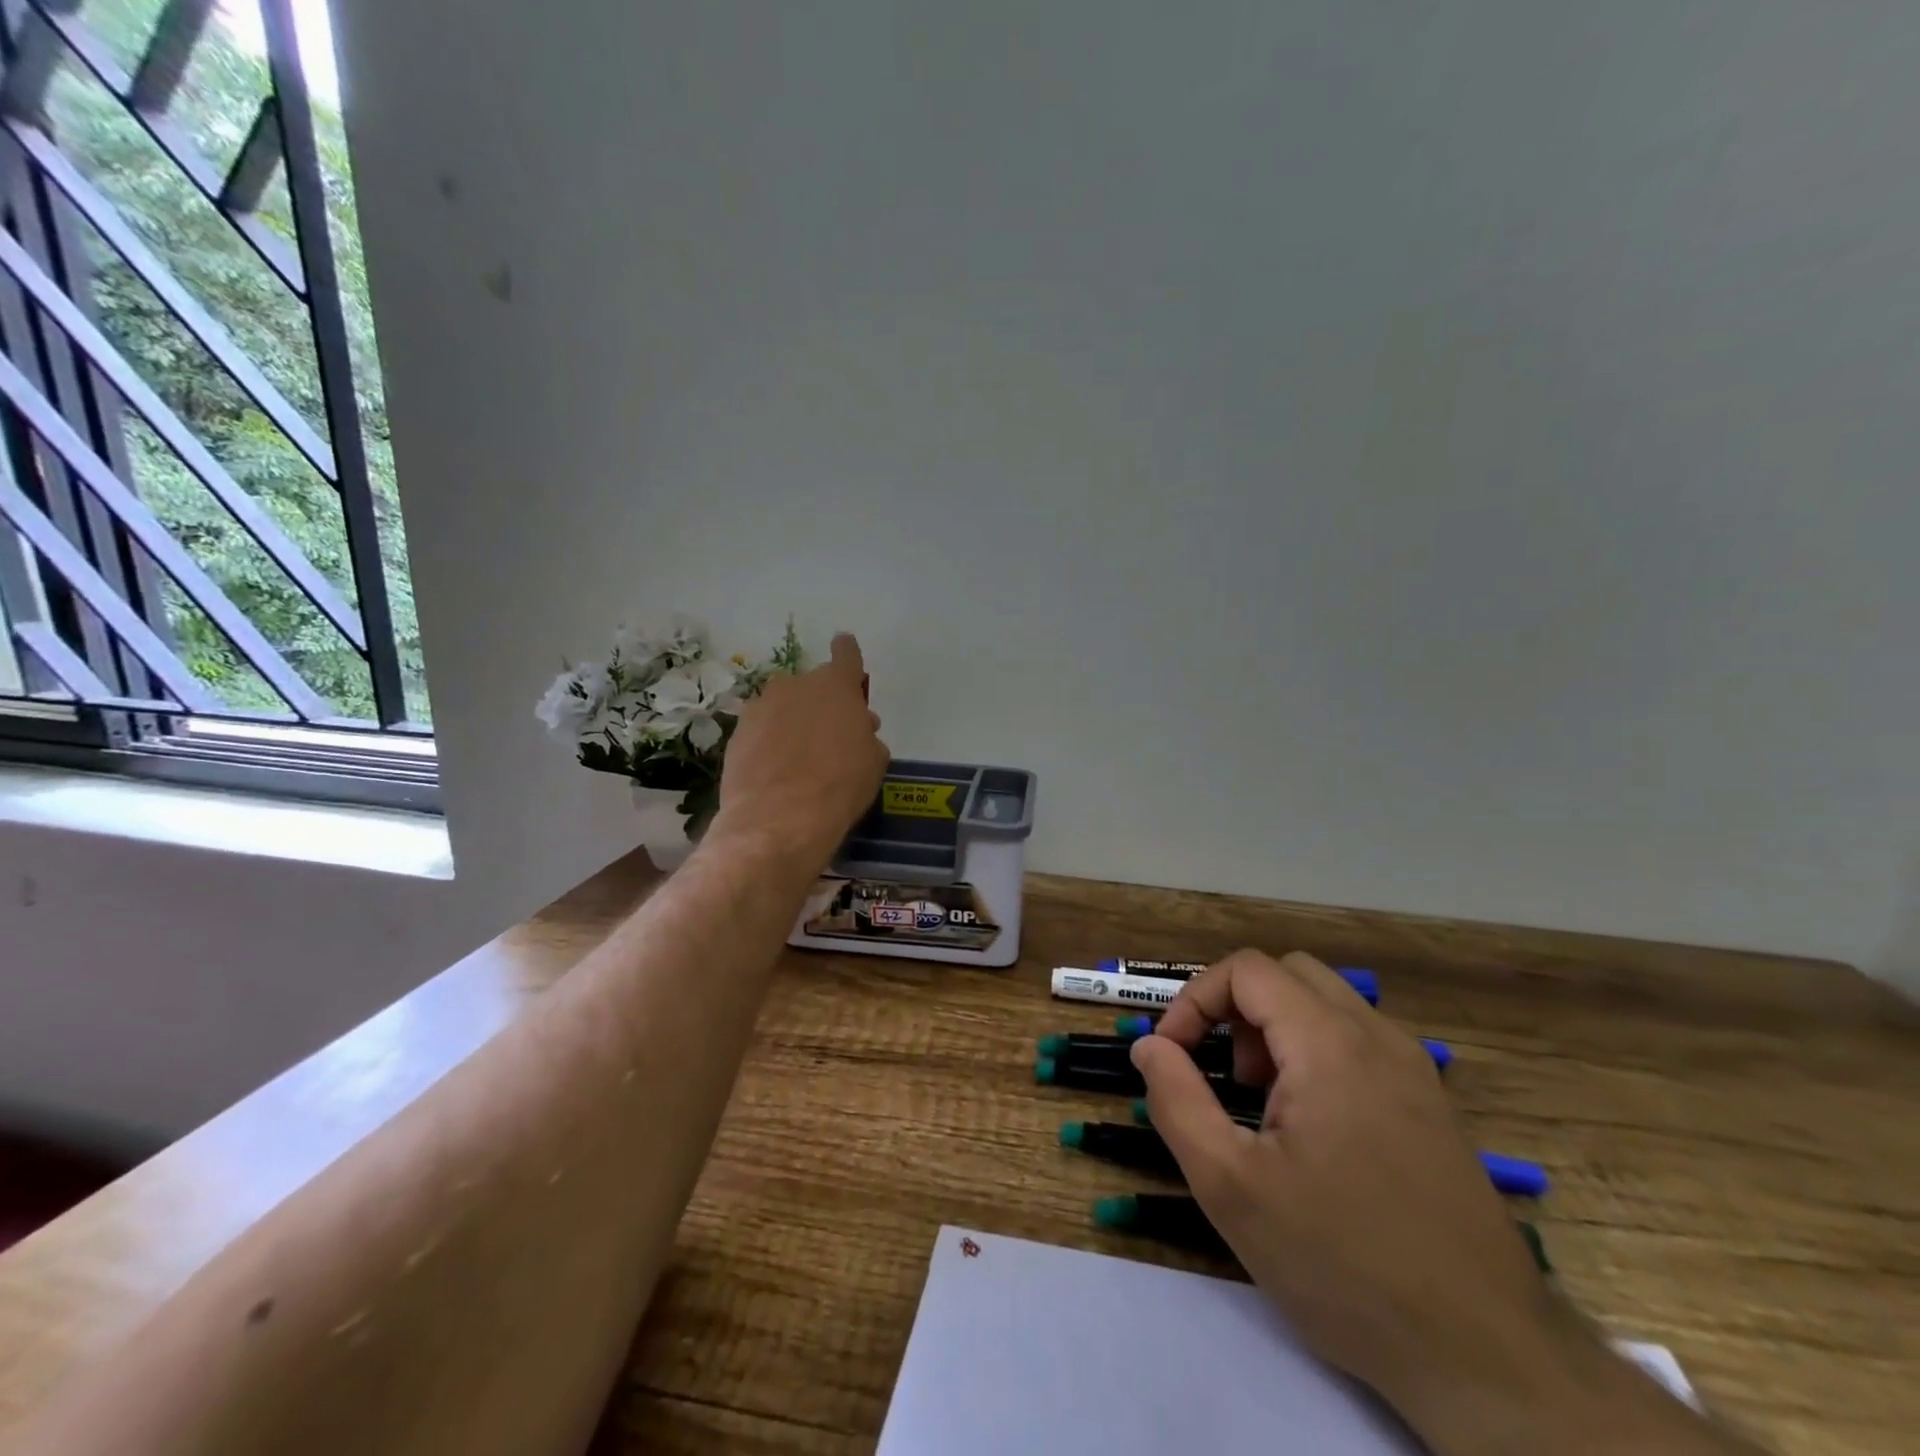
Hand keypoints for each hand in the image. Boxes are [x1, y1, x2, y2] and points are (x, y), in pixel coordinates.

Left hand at [713, 633, 888, 864]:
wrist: (779, 818)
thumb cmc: (840, 785)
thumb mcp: (873, 761)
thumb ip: (866, 735)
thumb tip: (859, 730)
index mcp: (836, 685)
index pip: (846, 653)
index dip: (848, 654)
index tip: (847, 657)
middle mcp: (796, 685)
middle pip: (813, 685)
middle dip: (822, 703)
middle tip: (830, 735)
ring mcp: (761, 706)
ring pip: (783, 705)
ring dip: (792, 720)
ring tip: (799, 755)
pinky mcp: (737, 732)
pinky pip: (761, 728)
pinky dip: (769, 741)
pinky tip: (776, 768)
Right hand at [1130, 951, 1568, 1437]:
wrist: (1489, 1357)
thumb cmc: (1344, 1264)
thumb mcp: (1231, 1187)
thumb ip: (1177, 1100)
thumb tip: (1149, 1046)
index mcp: (1330, 1044)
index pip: (1246, 969)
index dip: (1195, 998)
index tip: (1173, 1055)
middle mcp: (1377, 1038)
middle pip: (1289, 973)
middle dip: (1238, 1007)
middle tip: (1225, 1074)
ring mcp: (1414, 1069)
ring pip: (1327, 1003)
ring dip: (1277, 1028)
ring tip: (1264, 1103)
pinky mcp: (1432, 1105)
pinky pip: (1359, 1041)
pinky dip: (1316, 1051)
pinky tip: (1314, 1129)